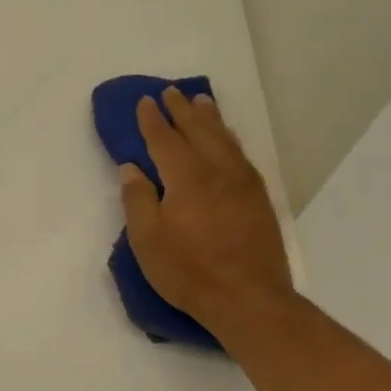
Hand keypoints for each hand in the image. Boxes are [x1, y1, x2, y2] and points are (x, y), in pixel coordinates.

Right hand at [119, 87, 294, 336]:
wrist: (248, 298)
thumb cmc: (189, 271)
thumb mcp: (147, 239)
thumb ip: (137, 199)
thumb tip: (132, 168)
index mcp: (186, 177)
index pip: (165, 139)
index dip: (152, 120)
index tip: (145, 101)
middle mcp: (217, 170)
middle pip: (198, 131)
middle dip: (182, 111)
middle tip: (171, 92)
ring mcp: (243, 183)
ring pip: (224, 139)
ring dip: (210, 119)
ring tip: (201, 103)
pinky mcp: (259, 199)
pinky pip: (241, 155)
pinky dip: (230, 139)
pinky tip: (227, 140)